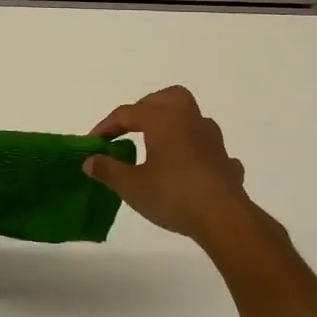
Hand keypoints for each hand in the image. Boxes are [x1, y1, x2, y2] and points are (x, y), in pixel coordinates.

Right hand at [83, 86, 274, 247]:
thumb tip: (89, 161)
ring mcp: (213, 140)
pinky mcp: (227, 162)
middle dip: (148, 107)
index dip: (107, 126)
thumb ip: (108, 170)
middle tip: (132, 127)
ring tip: (161, 146)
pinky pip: (210, 149)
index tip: (94, 143)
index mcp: (163, 119)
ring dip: (176, 127)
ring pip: (193, 119)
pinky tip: (191, 170)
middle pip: (168, 98)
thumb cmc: (173, 194)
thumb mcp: (131, 186)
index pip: (127, 113)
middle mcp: (189, 120)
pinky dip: (198, 154)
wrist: (224, 218)